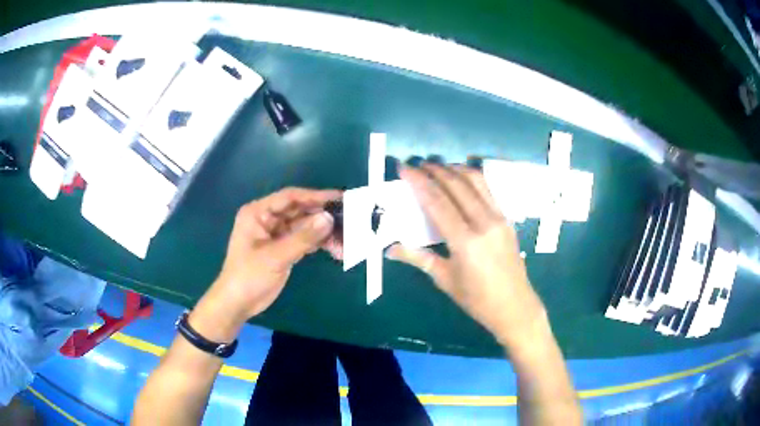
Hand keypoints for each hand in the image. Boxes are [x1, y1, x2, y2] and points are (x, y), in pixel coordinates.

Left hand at [190, 188, 341, 339]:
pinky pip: (304, 240)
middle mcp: (268, 219)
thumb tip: (329, 218)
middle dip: (323, 217)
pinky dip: (319, 244)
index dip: (315, 196)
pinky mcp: (283, 248)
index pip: (290, 197)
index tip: (339, 198)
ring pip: (305, 227)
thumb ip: (302, 237)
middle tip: (349, 220)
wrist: (238, 303)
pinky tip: (335, 249)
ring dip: (324, 234)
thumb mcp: (275, 256)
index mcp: (258, 212)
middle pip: (300, 211)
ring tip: (345, 243)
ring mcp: (276, 234)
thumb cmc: (249, 276)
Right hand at [387, 163, 546, 347]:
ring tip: (436, 166)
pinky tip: (460, 177)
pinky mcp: (507, 218)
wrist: (514, 306)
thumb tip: (389, 248)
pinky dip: (471, 177)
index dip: (418, 182)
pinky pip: (488, 189)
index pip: (437, 201)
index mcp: (465, 241)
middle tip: (416, 164)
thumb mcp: (444, 279)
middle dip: (434, 170)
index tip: (403, 168)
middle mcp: (483, 222)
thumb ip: (417, 258)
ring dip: (453, 169)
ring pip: (475, 181)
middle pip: (456, 185)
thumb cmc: (477, 299)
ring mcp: (498, 218)